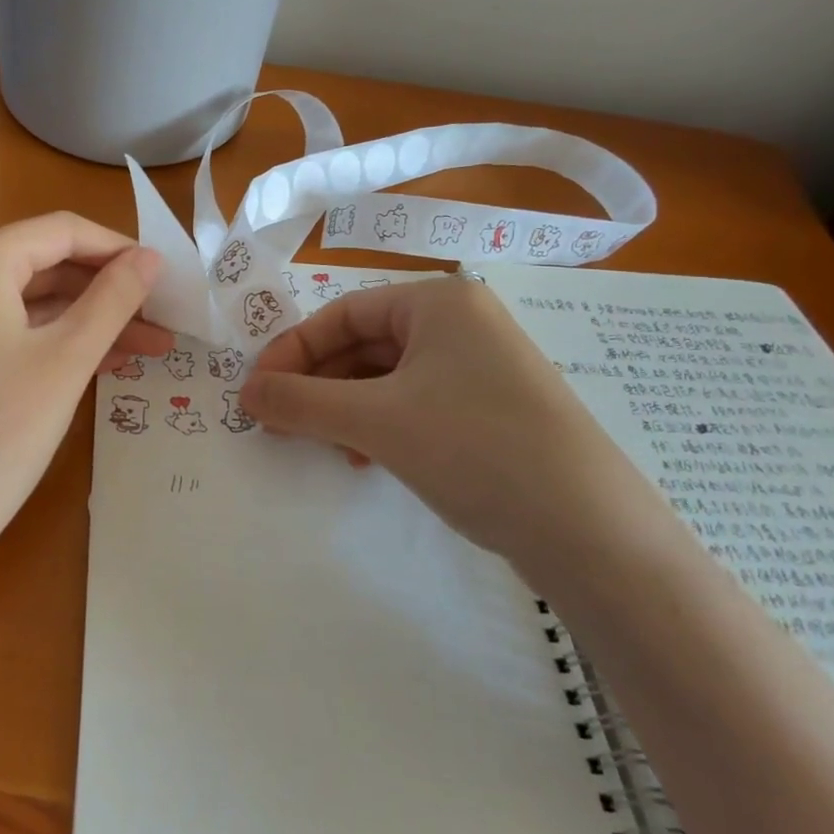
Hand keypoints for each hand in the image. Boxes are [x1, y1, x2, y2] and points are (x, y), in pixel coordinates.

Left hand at [0, 213, 168, 580]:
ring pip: (27, 303)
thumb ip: (113, 299)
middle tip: (163, 318)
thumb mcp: (66, 360)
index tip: (167, 276)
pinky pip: (4, 331)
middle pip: (44, 265)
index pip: (62, 231)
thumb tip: (150, 258)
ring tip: (147, 348)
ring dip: (86, 321)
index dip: (119, 249)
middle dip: (107, 291)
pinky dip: (50, 342)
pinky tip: (99, 363)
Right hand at [238, 276, 663, 566]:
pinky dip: (379, 426)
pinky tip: (365, 458)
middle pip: (363, 344)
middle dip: (317, 384)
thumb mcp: (374, 421)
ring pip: (386, 378)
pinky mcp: (491, 410)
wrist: (590, 532)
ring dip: (344, 409)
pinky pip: (415, 404)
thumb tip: (243, 393)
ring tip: (323, 445)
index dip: (292, 350)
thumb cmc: (473, 448)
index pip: (342, 313)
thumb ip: (300, 402)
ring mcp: (481, 368)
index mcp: (438, 302)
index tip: (256, 391)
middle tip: (280, 422)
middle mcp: (462, 323)